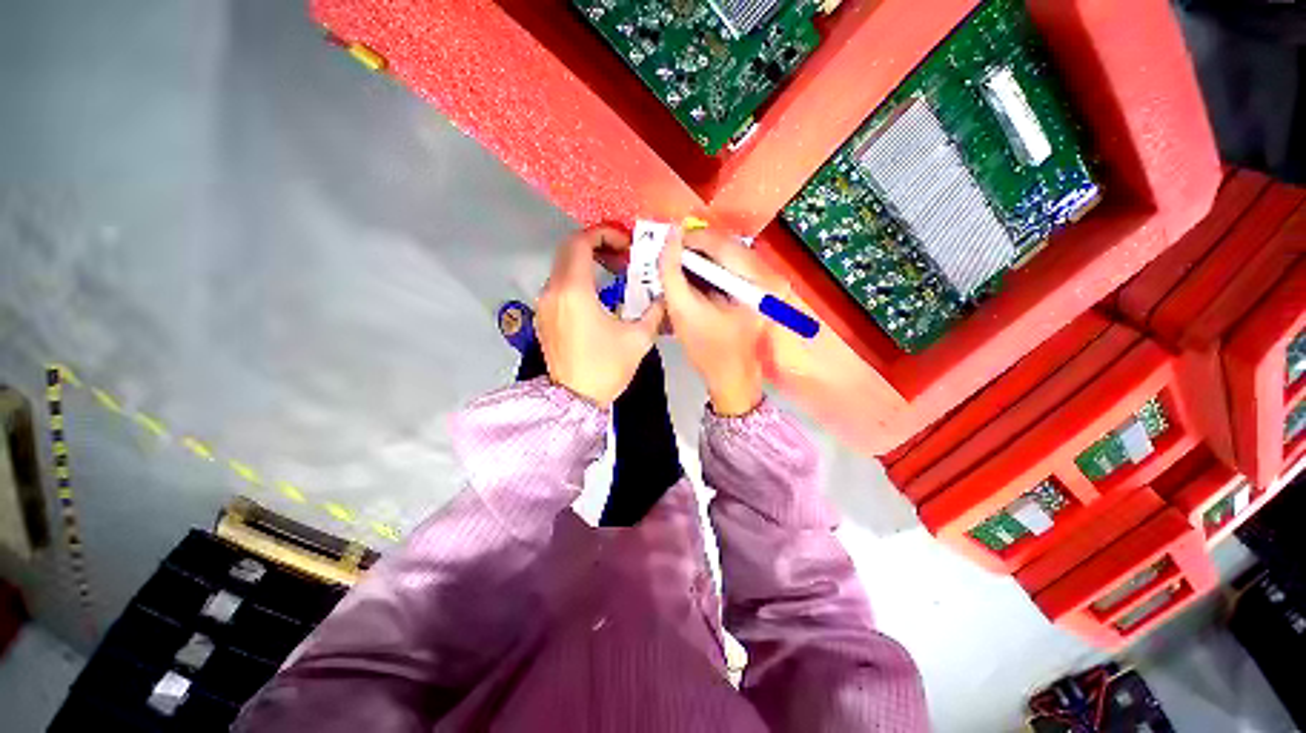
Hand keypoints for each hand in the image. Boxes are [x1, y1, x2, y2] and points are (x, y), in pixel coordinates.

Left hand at [536, 226, 664, 406]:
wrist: (574, 401)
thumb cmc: (606, 368)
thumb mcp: (638, 339)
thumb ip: (654, 311)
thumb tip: (665, 296)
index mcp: (574, 291)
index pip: (580, 242)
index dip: (603, 233)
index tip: (625, 243)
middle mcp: (553, 291)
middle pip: (569, 249)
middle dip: (597, 245)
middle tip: (623, 256)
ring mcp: (544, 304)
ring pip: (563, 267)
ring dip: (587, 262)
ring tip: (614, 273)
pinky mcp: (543, 317)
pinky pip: (559, 285)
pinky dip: (578, 279)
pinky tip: (598, 295)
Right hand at [659, 228, 776, 416]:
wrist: (731, 381)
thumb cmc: (708, 351)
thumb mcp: (683, 311)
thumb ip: (671, 273)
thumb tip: (669, 238)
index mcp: (754, 281)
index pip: (719, 243)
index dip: (689, 239)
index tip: (665, 243)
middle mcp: (767, 275)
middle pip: (724, 246)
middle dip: (693, 249)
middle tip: (668, 255)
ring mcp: (765, 283)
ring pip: (726, 256)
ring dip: (700, 259)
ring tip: (676, 266)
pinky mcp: (757, 290)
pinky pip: (730, 269)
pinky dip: (709, 270)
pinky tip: (692, 278)